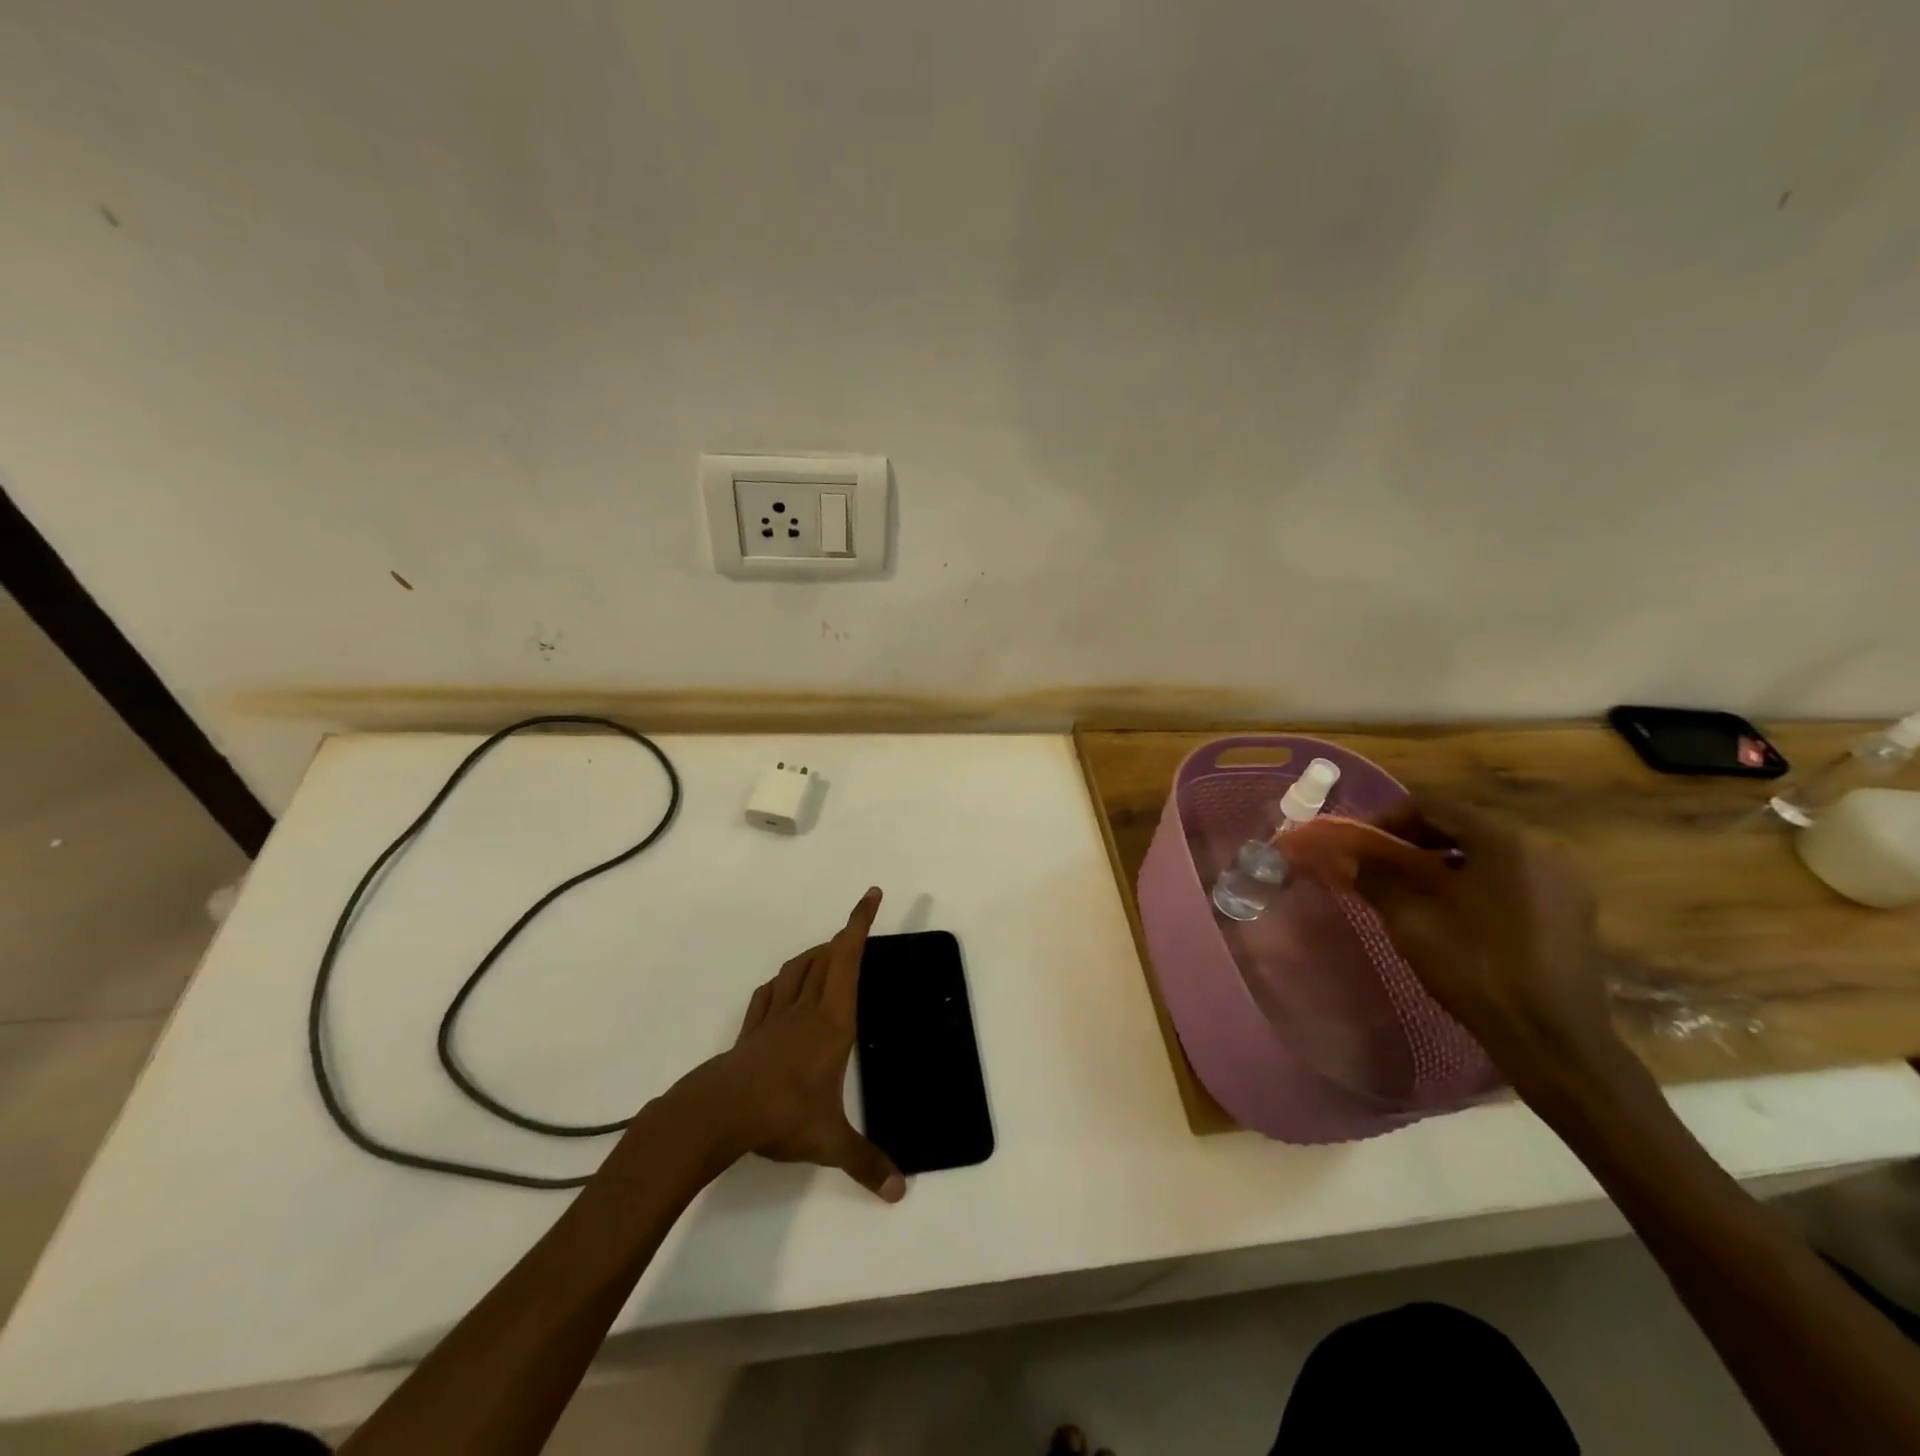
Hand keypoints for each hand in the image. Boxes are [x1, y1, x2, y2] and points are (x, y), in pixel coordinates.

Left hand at [681, 887, 903, 1201]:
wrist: (719, 1112)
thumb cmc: (782, 1114)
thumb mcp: (829, 1141)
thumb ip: (865, 1162)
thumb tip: (900, 1192)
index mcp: (833, 1020)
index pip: (849, 959)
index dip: (860, 923)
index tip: (871, 895)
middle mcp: (807, 1008)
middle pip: (826, 956)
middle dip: (844, 937)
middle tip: (856, 931)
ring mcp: (775, 1016)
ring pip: (798, 969)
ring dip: (815, 954)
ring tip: (827, 954)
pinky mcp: (753, 1030)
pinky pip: (770, 992)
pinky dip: (783, 980)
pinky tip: (784, 987)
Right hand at [1353, 797, 1623, 1094]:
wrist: (1553, 1038)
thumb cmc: (1477, 968)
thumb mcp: (1412, 920)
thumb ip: (1377, 878)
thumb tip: (1350, 856)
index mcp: (1505, 839)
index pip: (1434, 806)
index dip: (1388, 819)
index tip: (1359, 843)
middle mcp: (1542, 846)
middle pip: (1464, 824)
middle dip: (1415, 839)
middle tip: (1379, 862)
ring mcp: (1563, 877)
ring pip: (1488, 850)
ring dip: (1444, 859)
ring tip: (1410, 885)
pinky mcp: (1571, 906)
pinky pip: (1511, 874)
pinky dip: (1474, 878)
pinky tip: (1452, 907)